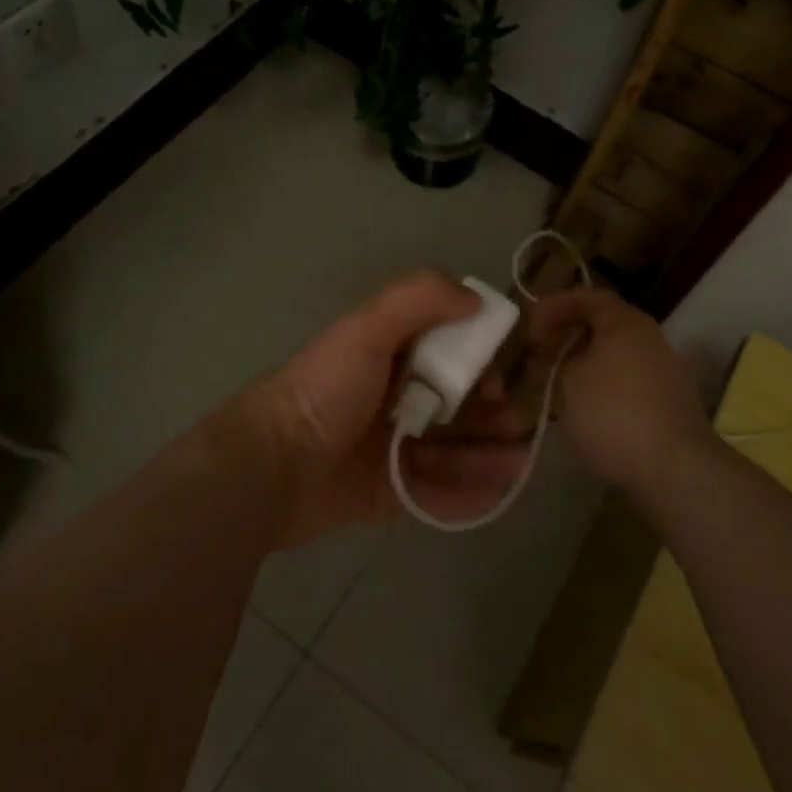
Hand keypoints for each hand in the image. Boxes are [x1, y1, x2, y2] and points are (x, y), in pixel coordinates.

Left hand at [240, 268, 535, 546]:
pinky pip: (434, 491)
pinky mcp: (385, 492)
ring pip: (450, 448)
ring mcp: (389, 447)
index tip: (504, 373)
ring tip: (521, 462)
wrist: (268, 468)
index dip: (481, 360)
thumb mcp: (367, 329)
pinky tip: (497, 493)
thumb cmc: (324, 391)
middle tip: (523, 425)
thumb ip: (419, 298)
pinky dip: (466, 493)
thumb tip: (478, 299)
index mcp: (387, 354)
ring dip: (488, 453)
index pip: (447, 350)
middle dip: (492, 412)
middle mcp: (391, 397)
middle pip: (454, 403)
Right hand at [524, 287, 715, 494]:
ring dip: (580, 366)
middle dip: (565, 339)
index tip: (529, 325)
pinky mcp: (668, 404)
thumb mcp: (567, 382)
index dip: (555, 306)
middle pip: (601, 327)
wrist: (674, 469)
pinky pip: (625, 383)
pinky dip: (599, 388)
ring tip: (552, 387)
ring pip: (612, 358)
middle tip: (537, 357)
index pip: (588, 297)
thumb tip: (551, 359)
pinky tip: (580, 411)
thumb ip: (553, 362)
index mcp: (626, 323)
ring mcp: (664, 372)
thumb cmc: (613, 413)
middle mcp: (650, 339)